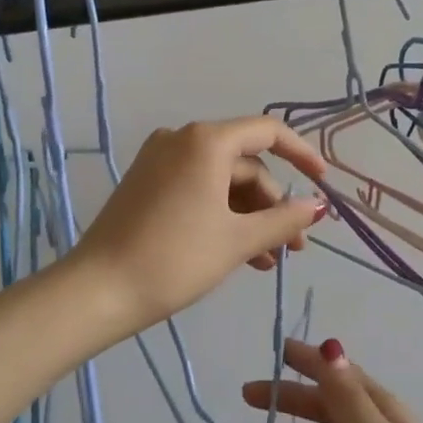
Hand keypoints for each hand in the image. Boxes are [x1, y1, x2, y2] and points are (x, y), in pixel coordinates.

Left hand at [69, 117, 327, 337]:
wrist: (98, 291)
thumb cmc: (175, 259)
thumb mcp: (238, 240)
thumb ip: (284, 219)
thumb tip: (318, 207)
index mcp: (206, 141)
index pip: (267, 132)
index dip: (302, 154)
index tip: (324, 183)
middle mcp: (182, 140)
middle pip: (245, 164)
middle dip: (273, 204)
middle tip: (292, 248)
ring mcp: (160, 161)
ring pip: (222, 182)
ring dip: (250, 217)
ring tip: (268, 261)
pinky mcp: (147, 184)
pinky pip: (198, 190)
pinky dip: (222, 217)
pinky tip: (241, 256)